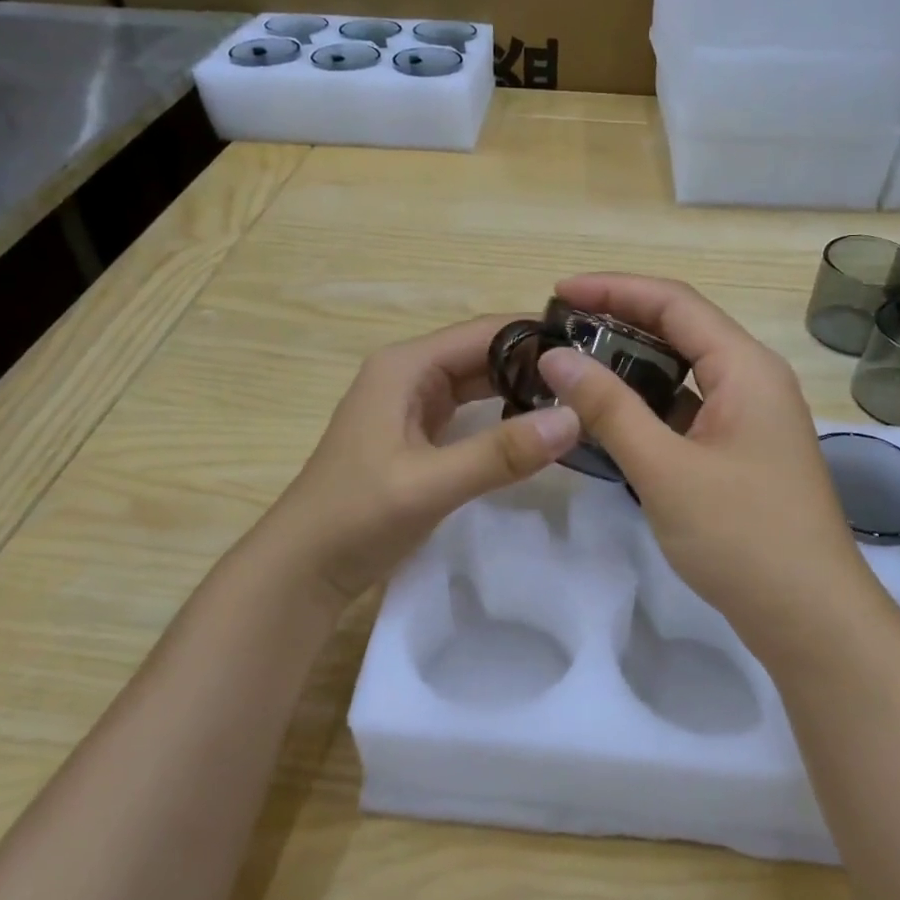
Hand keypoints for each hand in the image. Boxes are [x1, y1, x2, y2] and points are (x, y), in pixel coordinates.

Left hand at [260, 315, 581, 603]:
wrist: (303, 569)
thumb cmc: (356, 517)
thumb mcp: (429, 484)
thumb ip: (500, 452)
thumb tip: (574, 418)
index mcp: (406, 365)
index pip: (485, 331)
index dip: (538, 336)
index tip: (595, 352)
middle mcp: (410, 374)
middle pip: (485, 353)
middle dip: (536, 363)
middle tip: (596, 381)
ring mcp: (412, 405)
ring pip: (480, 382)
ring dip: (522, 388)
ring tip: (579, 401)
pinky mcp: (418, 435)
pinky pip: (471, 412)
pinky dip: (504, 415)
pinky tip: (537, 429)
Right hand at [536, 274, 878, 665]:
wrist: (810, 617)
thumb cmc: (742, 536)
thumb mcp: (666, 469)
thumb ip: (610, 408)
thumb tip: (556, 357)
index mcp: (746, 367)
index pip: (675, 303)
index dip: (614, 289)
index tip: (558, 293)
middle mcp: (753, 380)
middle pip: (682, 329)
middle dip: (621, 320)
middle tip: (560, 329)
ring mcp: (751, 418)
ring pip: (685, 371)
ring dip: (633, 362)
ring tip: (576, 364)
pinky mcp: (741, 452)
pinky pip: (689, 409)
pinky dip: (649, 403)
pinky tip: (611, 415)